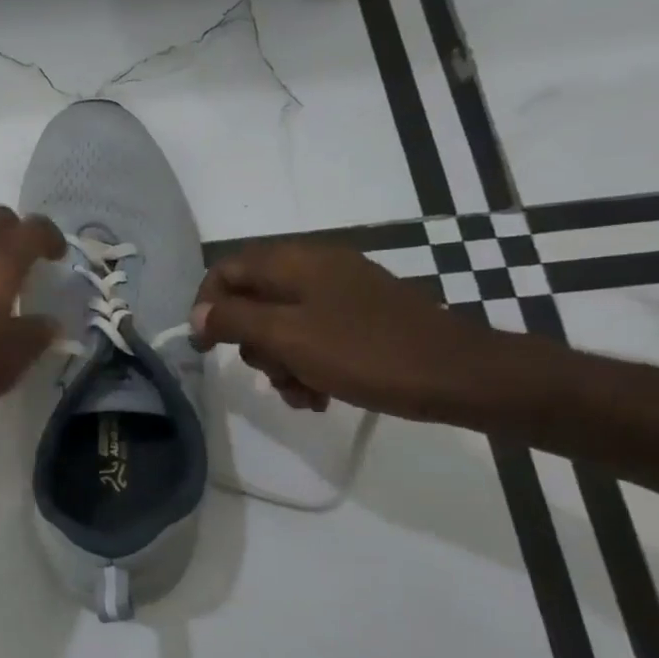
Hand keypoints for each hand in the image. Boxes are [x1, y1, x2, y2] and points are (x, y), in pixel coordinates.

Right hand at [190, 242, 503, 421]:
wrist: (461, 376)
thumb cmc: (366, 352)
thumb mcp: (288, 336)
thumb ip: (235, 320)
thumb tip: (197, 314)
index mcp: (295, 261)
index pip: (227, 269)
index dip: (207, 305)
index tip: (206, 345)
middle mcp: (314, 268)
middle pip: (253, 301)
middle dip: (252, 344)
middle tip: (269, 373)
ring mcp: (341, 293)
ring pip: (282, 325)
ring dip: (280, 363)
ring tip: (300, 394)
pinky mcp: (361, 319)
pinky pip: (313, 337)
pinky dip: (307, 364)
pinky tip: (320, 395)